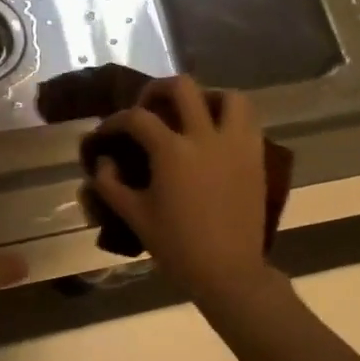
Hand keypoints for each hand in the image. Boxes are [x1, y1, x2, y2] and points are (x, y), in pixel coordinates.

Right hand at [86, 76, 276, 298]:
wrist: (229, 272)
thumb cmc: (178, 246)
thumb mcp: (135, 216)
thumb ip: (110, 185)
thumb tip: (103, 161)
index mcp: (172, 151)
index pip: (137, 118)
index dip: (115, 120)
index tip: (105, 132)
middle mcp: (205, 137)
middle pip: (183, 87)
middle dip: (158, 89)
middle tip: (148, 105)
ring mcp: (236, 145)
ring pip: (229, 97)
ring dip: (207, 97)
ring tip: (192, 113)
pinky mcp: (256, 157)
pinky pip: (248, 121)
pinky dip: (231, 118)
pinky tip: (216, 135)